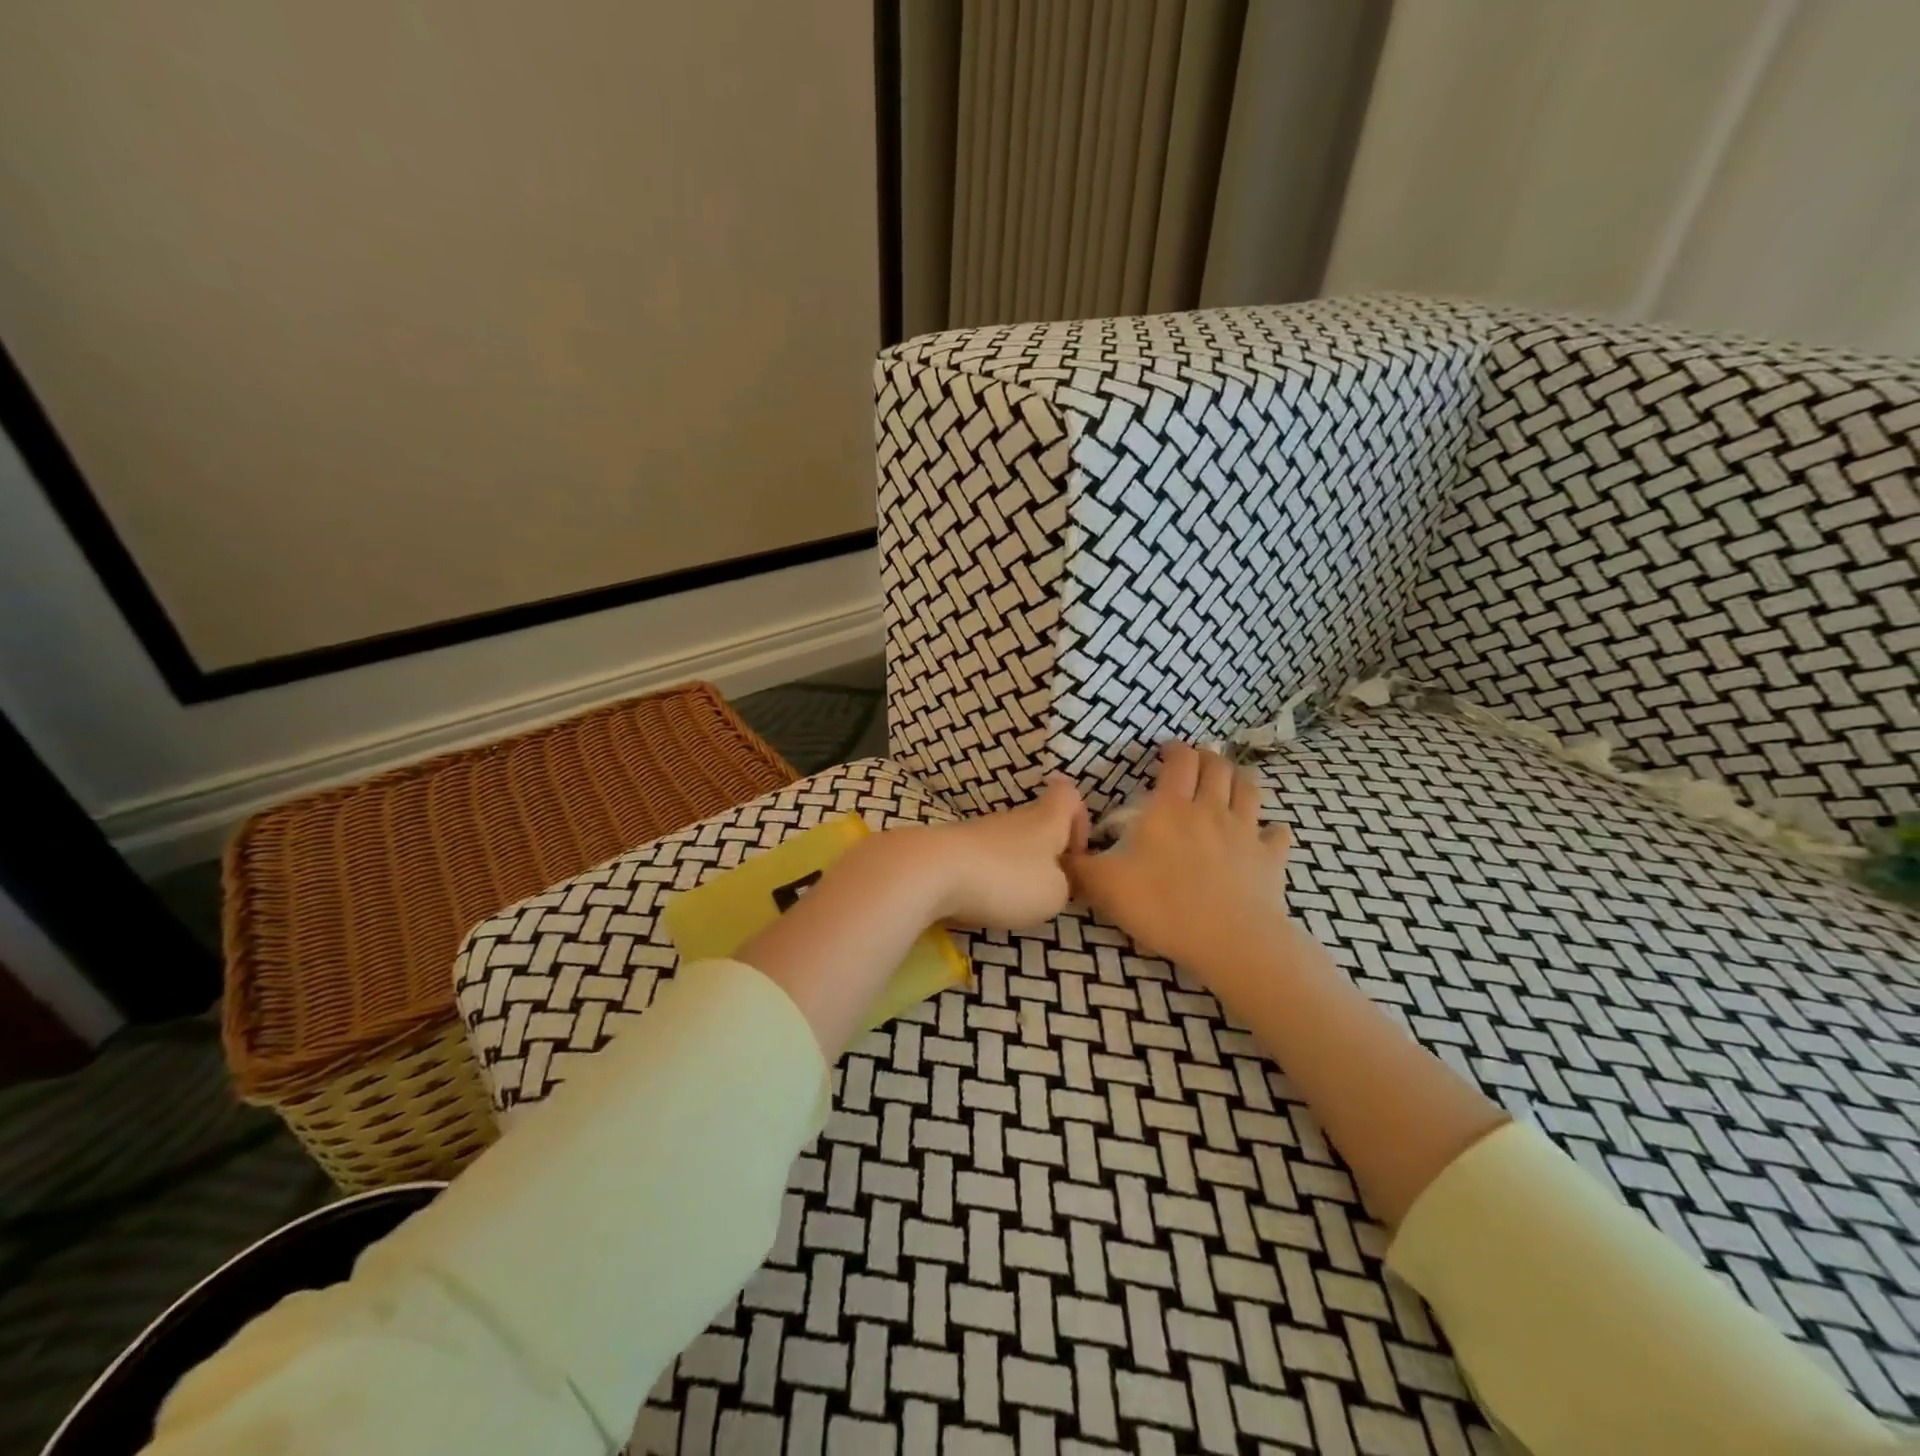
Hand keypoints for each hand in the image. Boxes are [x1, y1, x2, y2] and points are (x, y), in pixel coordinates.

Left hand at [907, 775, 1088, 928]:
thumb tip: (1054, 879)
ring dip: (1012, 870)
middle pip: (1037, 823)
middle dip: (1044, 856)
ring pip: (1007, 843)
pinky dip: (984, 879)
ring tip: (1008, 902)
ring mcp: (978, 830)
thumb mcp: (1054, 894)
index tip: (1075, 855)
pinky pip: (979, 859)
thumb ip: (1064, 884)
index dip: (1079, 820)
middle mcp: (1012, 817)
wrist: (930, 871)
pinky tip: (978, 901)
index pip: (1068, 795)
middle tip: (1043, 891)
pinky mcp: (951, 847)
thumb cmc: (1005, 879)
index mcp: (1045, 819)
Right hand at [1067, 742, 1292, 970]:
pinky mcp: (1270, 859)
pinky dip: (1272, 829)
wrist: (1230, 940)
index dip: (1174, 750)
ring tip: (1231, 778)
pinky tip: (1268, 831)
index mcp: (1171, 808)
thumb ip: (1078, 866)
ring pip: (1249, 789)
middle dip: (1207, 757)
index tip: (1166, 750)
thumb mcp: (1105, 886)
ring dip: (1239, 778)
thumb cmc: (1163, 905)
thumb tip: (1057, 851)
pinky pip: (1277, 835)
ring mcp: (1246, 832)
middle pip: (1217, 767)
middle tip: (1197, 761)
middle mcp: (1211, 810)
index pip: (1179, 761)